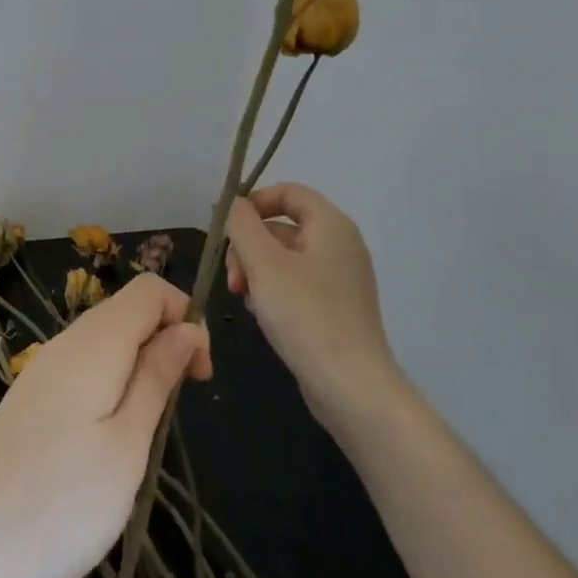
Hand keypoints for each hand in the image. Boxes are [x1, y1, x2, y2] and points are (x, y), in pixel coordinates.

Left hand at [0, 273, 209, 577]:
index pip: (148, 290)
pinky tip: (109, 440)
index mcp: (92, 344)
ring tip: (145, 434)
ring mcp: (41, 372)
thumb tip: (187, 328)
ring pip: (105, 343)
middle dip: (166, 343)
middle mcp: (64, 344)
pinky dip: (111, 387)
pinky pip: (83, 370)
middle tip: (176, 410)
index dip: (185, 317)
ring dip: (140, 369)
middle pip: (126, 312)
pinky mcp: (30, 401)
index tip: (199, 376)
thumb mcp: (127, 443)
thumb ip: (157, 377)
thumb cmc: (62, 502)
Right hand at [224, 182, 400, 431]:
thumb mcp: (263, 264)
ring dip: (255, 271)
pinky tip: (260, 314)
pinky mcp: (334, 307)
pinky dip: (272, 291)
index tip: (227, 229)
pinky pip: (294, 283)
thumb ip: (242, 225)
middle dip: (248, 246)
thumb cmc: (305, 315)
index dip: (254, 202)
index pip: (288, 192)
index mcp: (331, 225)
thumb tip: (233, 203)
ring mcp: (339, 278)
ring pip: (283, 257)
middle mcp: (340, 245)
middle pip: (282, 226)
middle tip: (233, 277)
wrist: (350, 386)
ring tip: (243, 298)